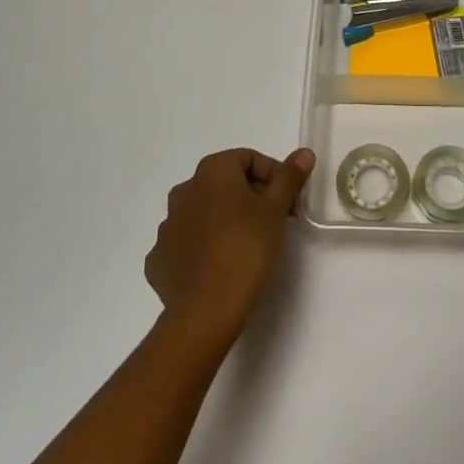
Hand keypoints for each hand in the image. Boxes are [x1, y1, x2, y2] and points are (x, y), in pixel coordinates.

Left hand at [145, 148, 314, 347]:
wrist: (206, 310)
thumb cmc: (246, 247)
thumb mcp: (276, 209)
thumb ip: (289, 177)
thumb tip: (303, 153)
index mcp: (211, 172)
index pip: (248, 158)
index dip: (272, 175)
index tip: (287, 201)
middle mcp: (184, 190)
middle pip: (225, 184)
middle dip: (251, 197)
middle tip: (273, 222)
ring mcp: (167, 226)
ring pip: (204, 213)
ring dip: (225, 220)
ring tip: (247, 246)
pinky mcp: (159, 259)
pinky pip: (186, 243)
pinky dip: (203, 248)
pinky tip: (219, 266)